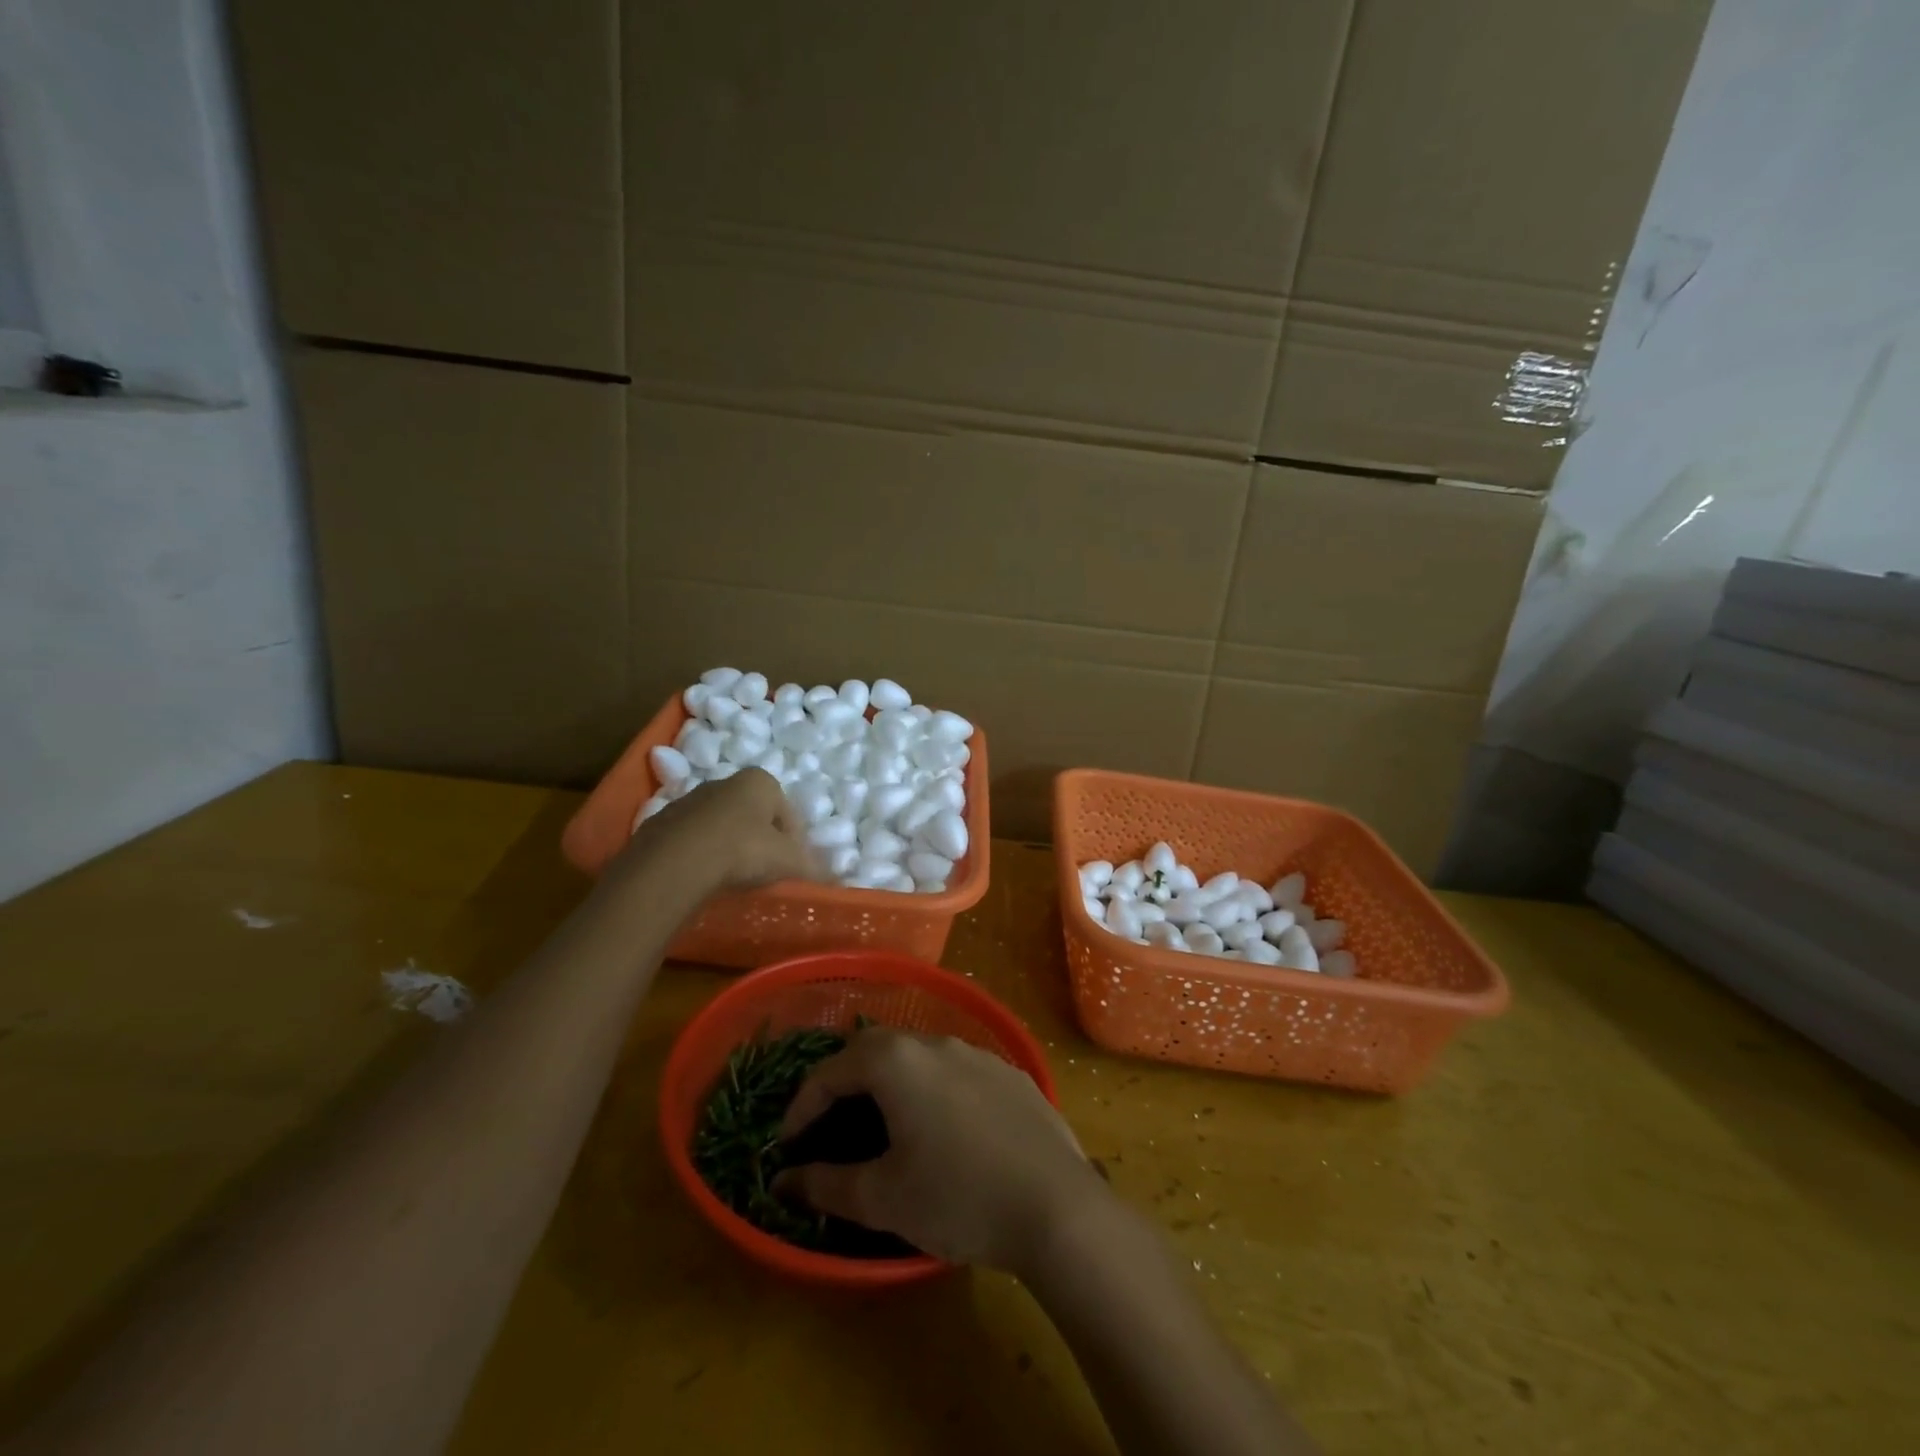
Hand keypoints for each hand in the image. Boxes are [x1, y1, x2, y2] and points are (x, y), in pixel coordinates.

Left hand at [616, 768, 819, 896]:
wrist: (675, 863)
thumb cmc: (744, 850)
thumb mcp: (789, 862)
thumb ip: (814, 867)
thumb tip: (837, 878)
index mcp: (760, 781)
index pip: (787, 812)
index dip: (794, 841)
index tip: (790, 867)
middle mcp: (725, 782)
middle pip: (753, 814)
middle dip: (760, 840)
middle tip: (763, 872)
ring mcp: (689, 800)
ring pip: (720, 825)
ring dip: (728, 846)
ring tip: (730, 879)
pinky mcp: (661, 823)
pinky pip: (690, 840)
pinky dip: (699, 855)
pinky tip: (702, 878)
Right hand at [774, 1029, 1105, 1270]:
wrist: (1057, 1206)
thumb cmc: (958, 1197)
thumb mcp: (883, 1198)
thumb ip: (825, 1184)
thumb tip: (783, 1180)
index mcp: (898, 1062)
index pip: (830, 1071)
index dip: (801, 1107)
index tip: (787, 1145)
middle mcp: (937, 1042)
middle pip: (875, 1050)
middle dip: (844, 1084)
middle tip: (829, 1125)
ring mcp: (980, 1053)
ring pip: (919, 1056)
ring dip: (891, 1084)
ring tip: (883, 1126)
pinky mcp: (1012, 1074)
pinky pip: (957, 1071)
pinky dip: (933, 1091)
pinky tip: (944, 1130)